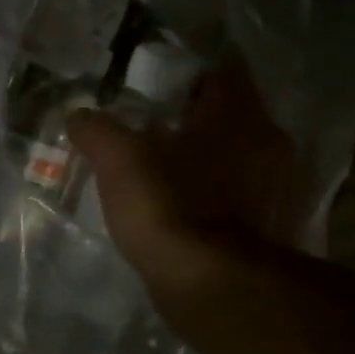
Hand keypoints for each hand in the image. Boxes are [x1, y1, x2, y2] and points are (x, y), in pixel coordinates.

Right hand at [69, 58, 301, 312]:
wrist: (210, 283)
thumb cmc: (167, 205)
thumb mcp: (118, 161)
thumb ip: (98, 131)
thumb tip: (77, 115)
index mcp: (237, 114)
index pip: (222, 70)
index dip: (190, 72)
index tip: (159, 81)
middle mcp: (269, 142)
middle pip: (231, 116)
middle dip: (196, 119)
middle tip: (155, 127)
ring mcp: (276, 187)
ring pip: (238, 157)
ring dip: (208, 159)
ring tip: (167, 170)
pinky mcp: (271, 227)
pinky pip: (240, 196)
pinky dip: (216, 196)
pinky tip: (186, 207)